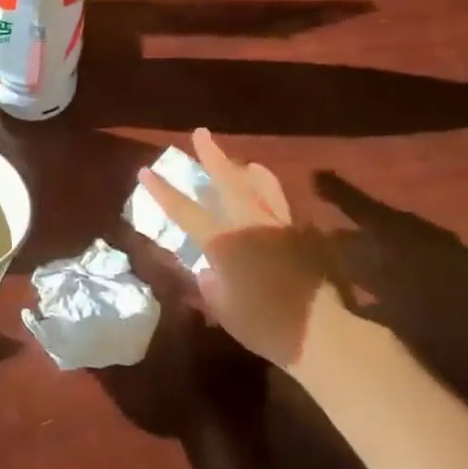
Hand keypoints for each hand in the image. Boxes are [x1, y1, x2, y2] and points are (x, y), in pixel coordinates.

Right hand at [137, 128, 347, 372]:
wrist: (322, 335)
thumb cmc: (264, 325)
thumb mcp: (223, 308)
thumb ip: (211, 284)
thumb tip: (209, 271)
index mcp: (224, 240)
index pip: (185, 210)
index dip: (162, 191)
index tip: (145, 170)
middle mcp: (250, 223)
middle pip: (228, 180)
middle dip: (212, 155)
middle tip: (201, 133)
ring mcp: (278, 226)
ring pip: (262, 185)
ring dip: (247, 170)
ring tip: (244, 163)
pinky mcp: (299, 236)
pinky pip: (279, 204)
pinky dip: (268, 194)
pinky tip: (267, 200)